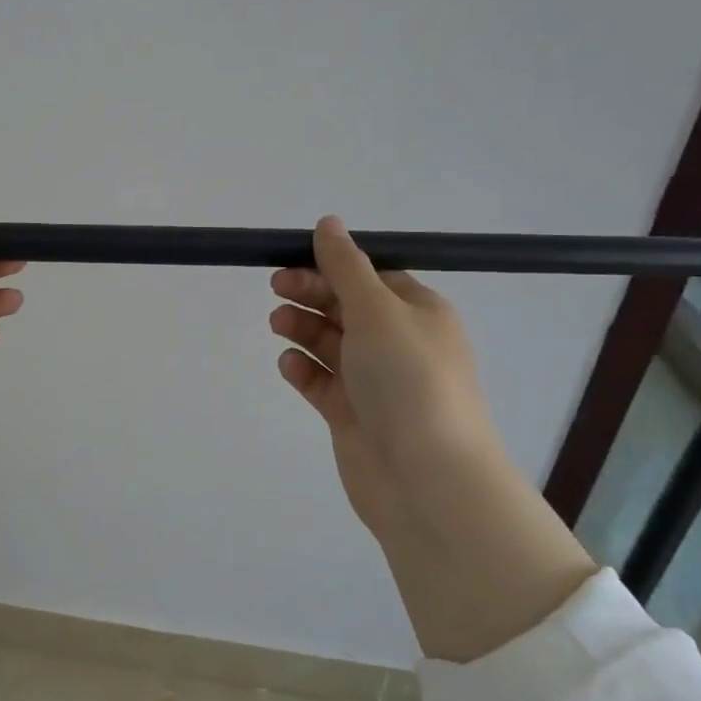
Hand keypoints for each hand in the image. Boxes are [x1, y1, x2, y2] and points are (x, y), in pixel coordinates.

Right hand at [270, 215, 593, 661]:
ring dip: (304, 329)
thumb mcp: (377, 311)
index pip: (371, 277)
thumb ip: (346, 267)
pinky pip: (323, 384)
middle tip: (275, 288)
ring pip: (331, 344)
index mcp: (418, 314)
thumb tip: (328, 222)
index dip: (333, 267)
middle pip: (347, 308)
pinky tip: (288, 366)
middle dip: (312, 295)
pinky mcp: (354, 415)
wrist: (425, 478)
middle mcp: (399, 345)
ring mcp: (376, 383)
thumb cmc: (408, 380)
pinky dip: (304, 371)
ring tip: (278, 325)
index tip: (293, 261)